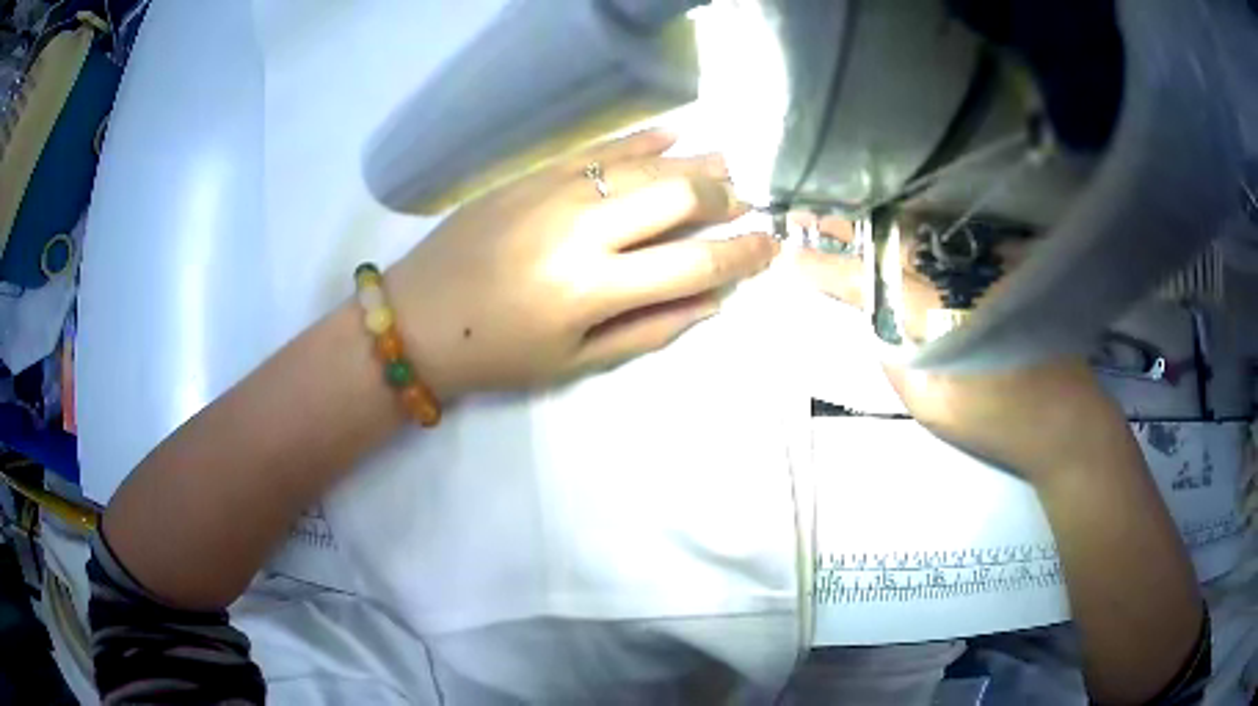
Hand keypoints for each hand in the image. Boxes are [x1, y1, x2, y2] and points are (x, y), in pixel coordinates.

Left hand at [386, 131, 778, 399]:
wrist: (418, 318)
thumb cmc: (497, 354)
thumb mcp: (576, 361)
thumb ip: (650, 329)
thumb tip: (713, 300)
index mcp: (595, 288)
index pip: (694, 262)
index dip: (743, 253)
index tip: (771, 245)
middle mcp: (583, 230)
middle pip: (677, 196)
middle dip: (723, 198)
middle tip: (741, 204)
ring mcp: (555, 192)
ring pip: (643, 164)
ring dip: (694, 161)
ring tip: (726, 161)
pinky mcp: (532, 174)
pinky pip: (598, 148)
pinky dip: (641, 140)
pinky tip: (673, 133)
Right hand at [798, 216, 1126, 482]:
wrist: (1062, 419)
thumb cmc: (993, 418)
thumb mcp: (929, 401)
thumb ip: (894, 352)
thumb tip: (871, 315)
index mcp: (930, 304)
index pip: (863, 277)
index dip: (823, 266)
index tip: (789, 255)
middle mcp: (954, 268)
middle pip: (887, 235)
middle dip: (844, 226)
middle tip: (806, 215)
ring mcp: (983, 259)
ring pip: (920, 226)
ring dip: (879, 218)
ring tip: (845, 211)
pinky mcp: (1006, 261)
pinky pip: (954, 233)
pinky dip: (922, 224)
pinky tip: (906, 221)